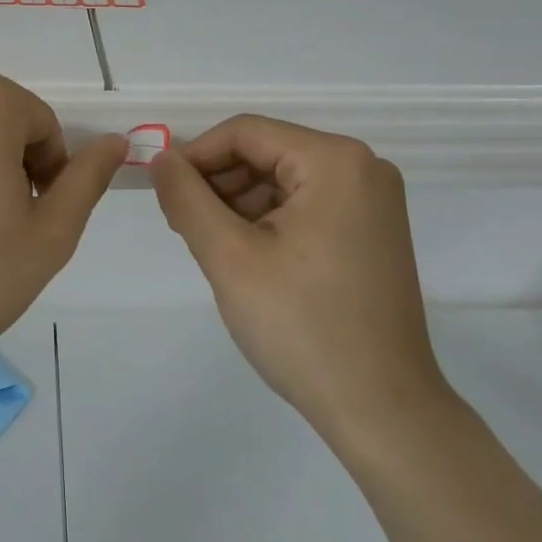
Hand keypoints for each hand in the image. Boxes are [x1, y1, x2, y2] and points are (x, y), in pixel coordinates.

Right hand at [151, 115, 453, 451]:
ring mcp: (373, 202)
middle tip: (181, 225)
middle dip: (218, 183)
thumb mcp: (229, 257)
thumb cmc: (302, 326)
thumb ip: (186, 198)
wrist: (380, 409)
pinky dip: (268, 222)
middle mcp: (363, 168)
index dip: (195, 156)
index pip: (246, 132)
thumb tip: (161, 159)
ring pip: (284, 181)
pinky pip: (306, 206)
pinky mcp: (371, 233)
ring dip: (239, 204)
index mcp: (336, 161)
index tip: (161, 191)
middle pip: (267, 153)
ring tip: (210, 247)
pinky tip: (245, 257)